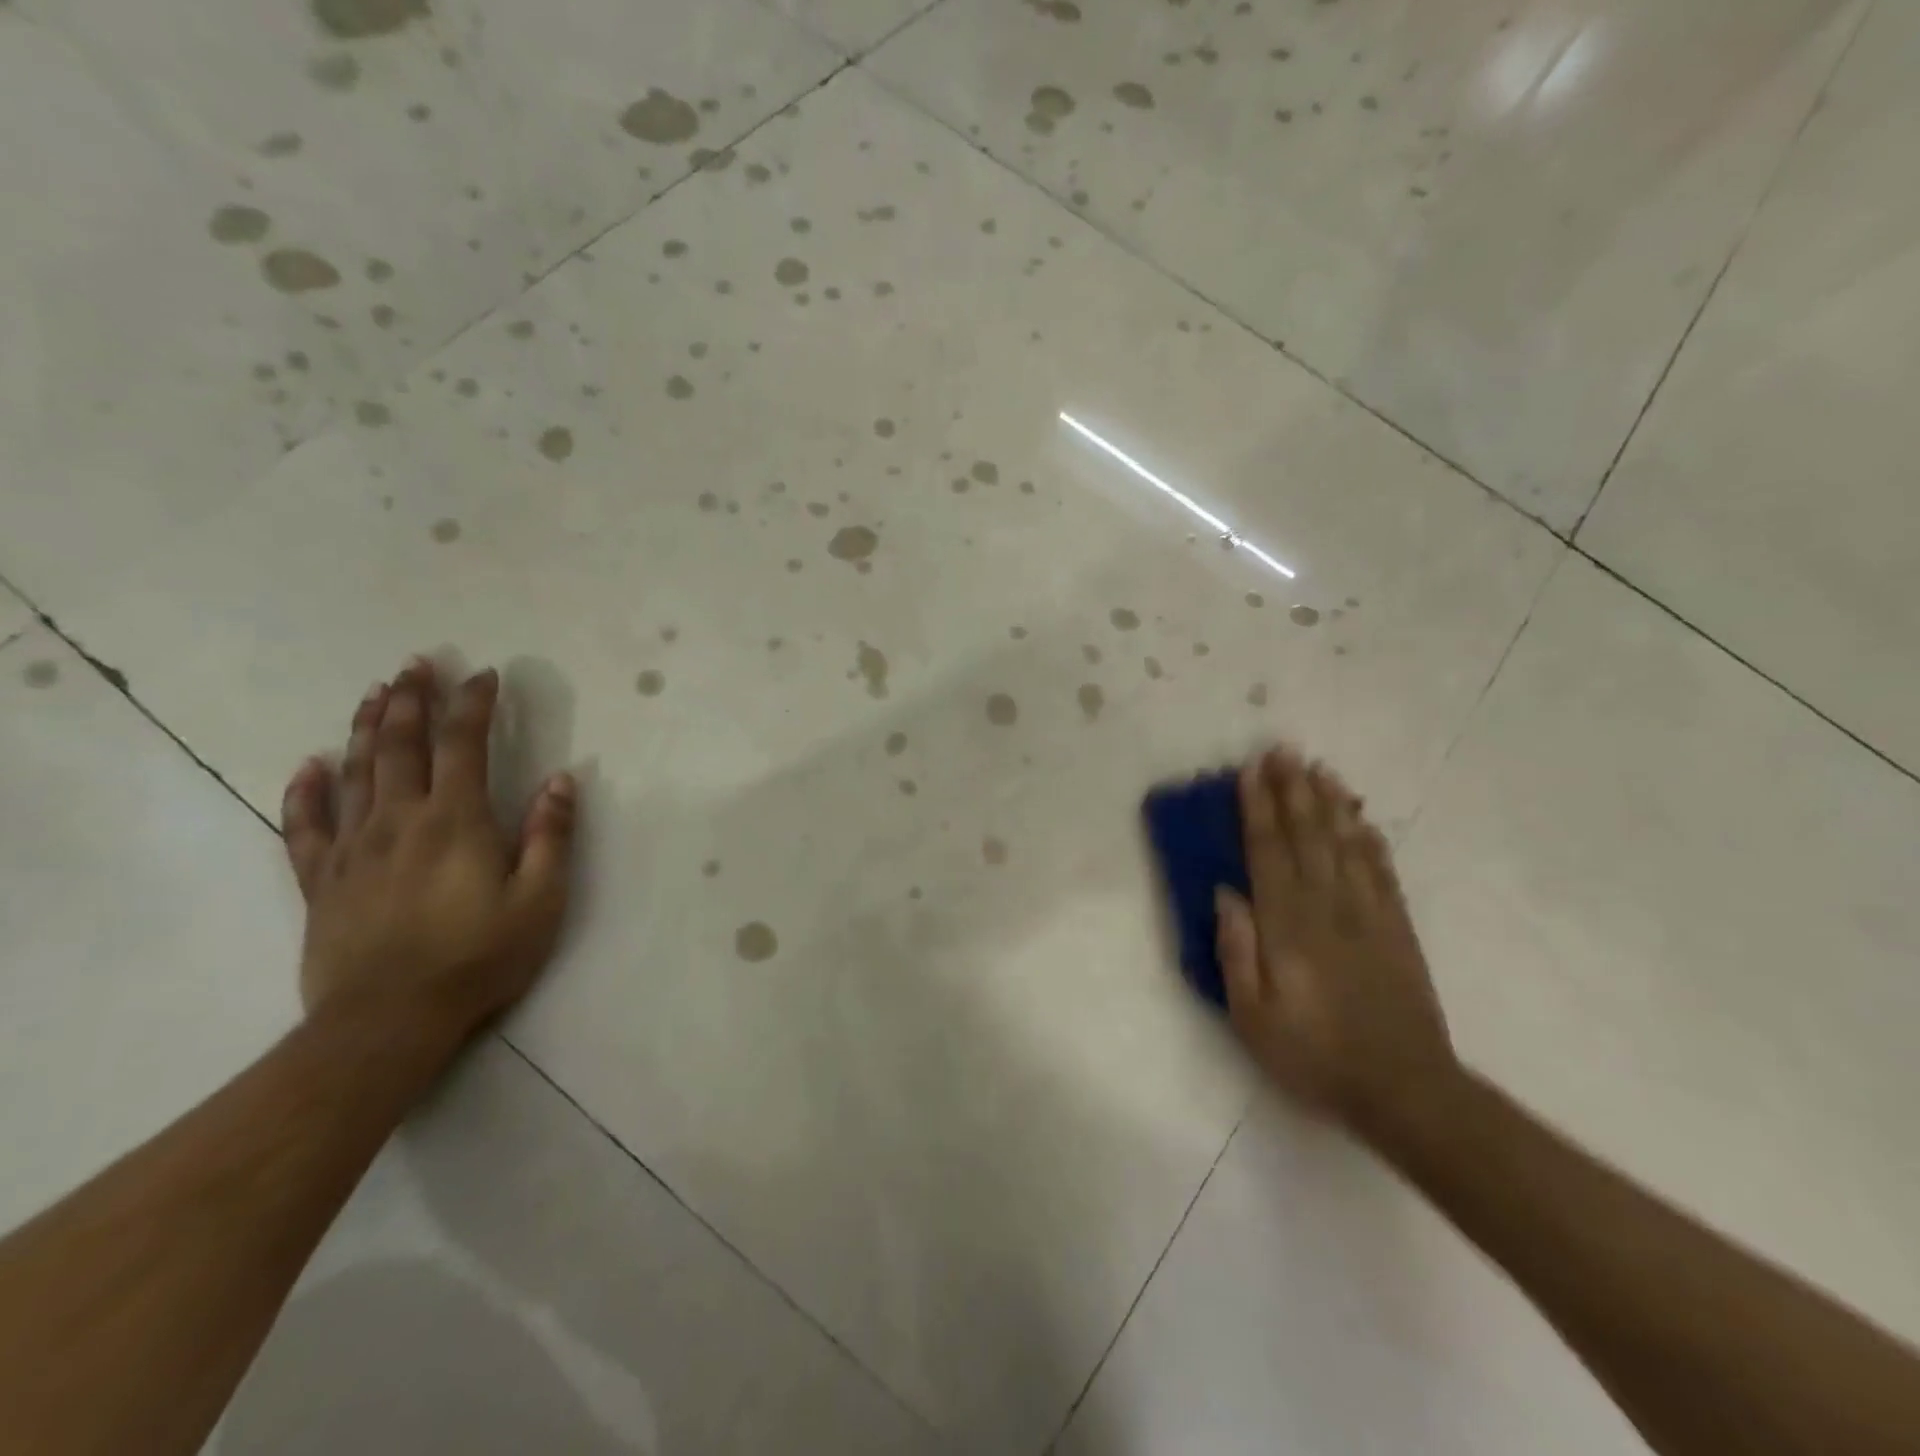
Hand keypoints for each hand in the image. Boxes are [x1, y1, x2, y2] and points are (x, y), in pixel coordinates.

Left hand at [280, 657, 578, 1052]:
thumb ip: (550, 835)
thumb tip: (561, 779)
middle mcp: (400, 819)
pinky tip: (308, 765)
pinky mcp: (321, 880)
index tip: (484, 675)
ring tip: (374, 692)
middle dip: (412, 699)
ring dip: (365, 727)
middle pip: (400, 745)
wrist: (388, 1020)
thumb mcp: (540, 899)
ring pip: (354, 772)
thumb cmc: (479, 957)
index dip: (474, 705)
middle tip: (416, 663)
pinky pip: (305, 825)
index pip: (465, 745)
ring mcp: (353, 847)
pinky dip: (305, 790)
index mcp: (456, 820)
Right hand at [1215, 745, 1456, 1135]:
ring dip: (1329, 803)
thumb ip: (1236, 950)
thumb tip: (1226, 892)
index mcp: (1288, 926)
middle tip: (1282, 750)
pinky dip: (1369, 838)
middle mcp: (1328, 907)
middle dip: (1291, 790)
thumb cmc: (1313, 1054)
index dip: (1257, 808)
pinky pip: (1381, 871)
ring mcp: (1368, 914)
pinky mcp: (1397, 928)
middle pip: (1307, 836)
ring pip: (1345, 844)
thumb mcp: (1252, 1015)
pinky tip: (1360, 817)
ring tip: (1318, 768)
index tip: (1249, 771)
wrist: (1404, 1089)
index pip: (1268, 852)